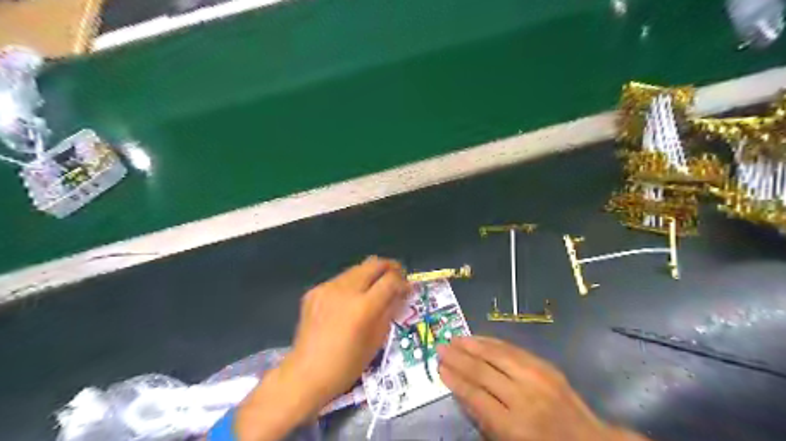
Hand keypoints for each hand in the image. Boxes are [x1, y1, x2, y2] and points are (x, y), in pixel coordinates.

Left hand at [288, 255, 410, 405]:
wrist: (305, 374)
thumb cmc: (346, 365)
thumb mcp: (376, 340)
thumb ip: (390, 310)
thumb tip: (401, 292)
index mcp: (363, 307)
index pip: (390, 280)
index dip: (403, 281)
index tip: (407, 288)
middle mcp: (345, 291)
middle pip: (374, 264)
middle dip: (390, 268)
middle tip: (396, 277)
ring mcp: (327, 288)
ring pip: (357, 268)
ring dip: (370, 274)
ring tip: (374, 288)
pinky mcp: (314, 291)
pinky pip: (340, 279)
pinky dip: (352, 284)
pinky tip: (351, 299)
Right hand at [436, 338, 644, 440]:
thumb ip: (484, 419)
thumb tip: (462, 391)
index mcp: (513, 426)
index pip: (475, 396)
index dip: (455, 379)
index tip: (440, 367)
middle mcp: (523, 398)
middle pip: (483, 372)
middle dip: (459, 358)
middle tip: (440, 347)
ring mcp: (536, 378)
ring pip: (496, 355)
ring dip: (472, 345)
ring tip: (455, 339)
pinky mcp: (545, 366)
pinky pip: (513, 349)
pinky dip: (492, 342)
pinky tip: (479, 339)